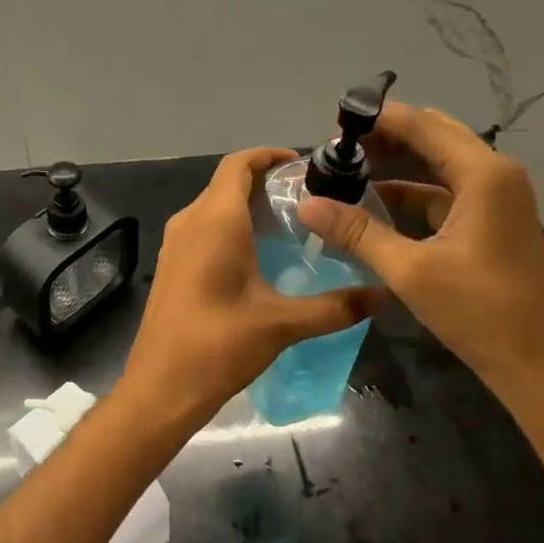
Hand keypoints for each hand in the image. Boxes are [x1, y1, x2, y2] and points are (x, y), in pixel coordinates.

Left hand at [118, 147, 384, 434]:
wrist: (160, 387)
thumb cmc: (219, 345)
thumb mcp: (282, 324)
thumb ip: (335, 307)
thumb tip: (383, 296)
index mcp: (215, 220)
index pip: (238, 164)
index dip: (268, 155)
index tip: (302, 163)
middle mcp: (191, 221)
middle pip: (227, 182)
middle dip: (264, 180)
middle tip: (308, 196)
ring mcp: (176, 242)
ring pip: (213, 204)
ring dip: (247, 203)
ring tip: (290, 222)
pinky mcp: (171, 263)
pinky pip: (203, 226)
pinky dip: (231, 224)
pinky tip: (258, 253)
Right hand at [297, 104, 543, 404]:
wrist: (538, 367)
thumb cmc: (478, 312)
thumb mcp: (409, 270)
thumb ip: (357, 231)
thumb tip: (306, 205)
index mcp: (483, 174)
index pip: (424, 125)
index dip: (379, 118)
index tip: (334, 123)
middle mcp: (496, 174)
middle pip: (435, 135)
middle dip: (387, 136)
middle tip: (338, 146)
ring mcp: (498, 197)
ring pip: (441, 162)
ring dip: (399, 161)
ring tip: (351, 167)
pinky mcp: (494, 220)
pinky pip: (447, 190)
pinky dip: (414, 190)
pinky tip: (378, 200)